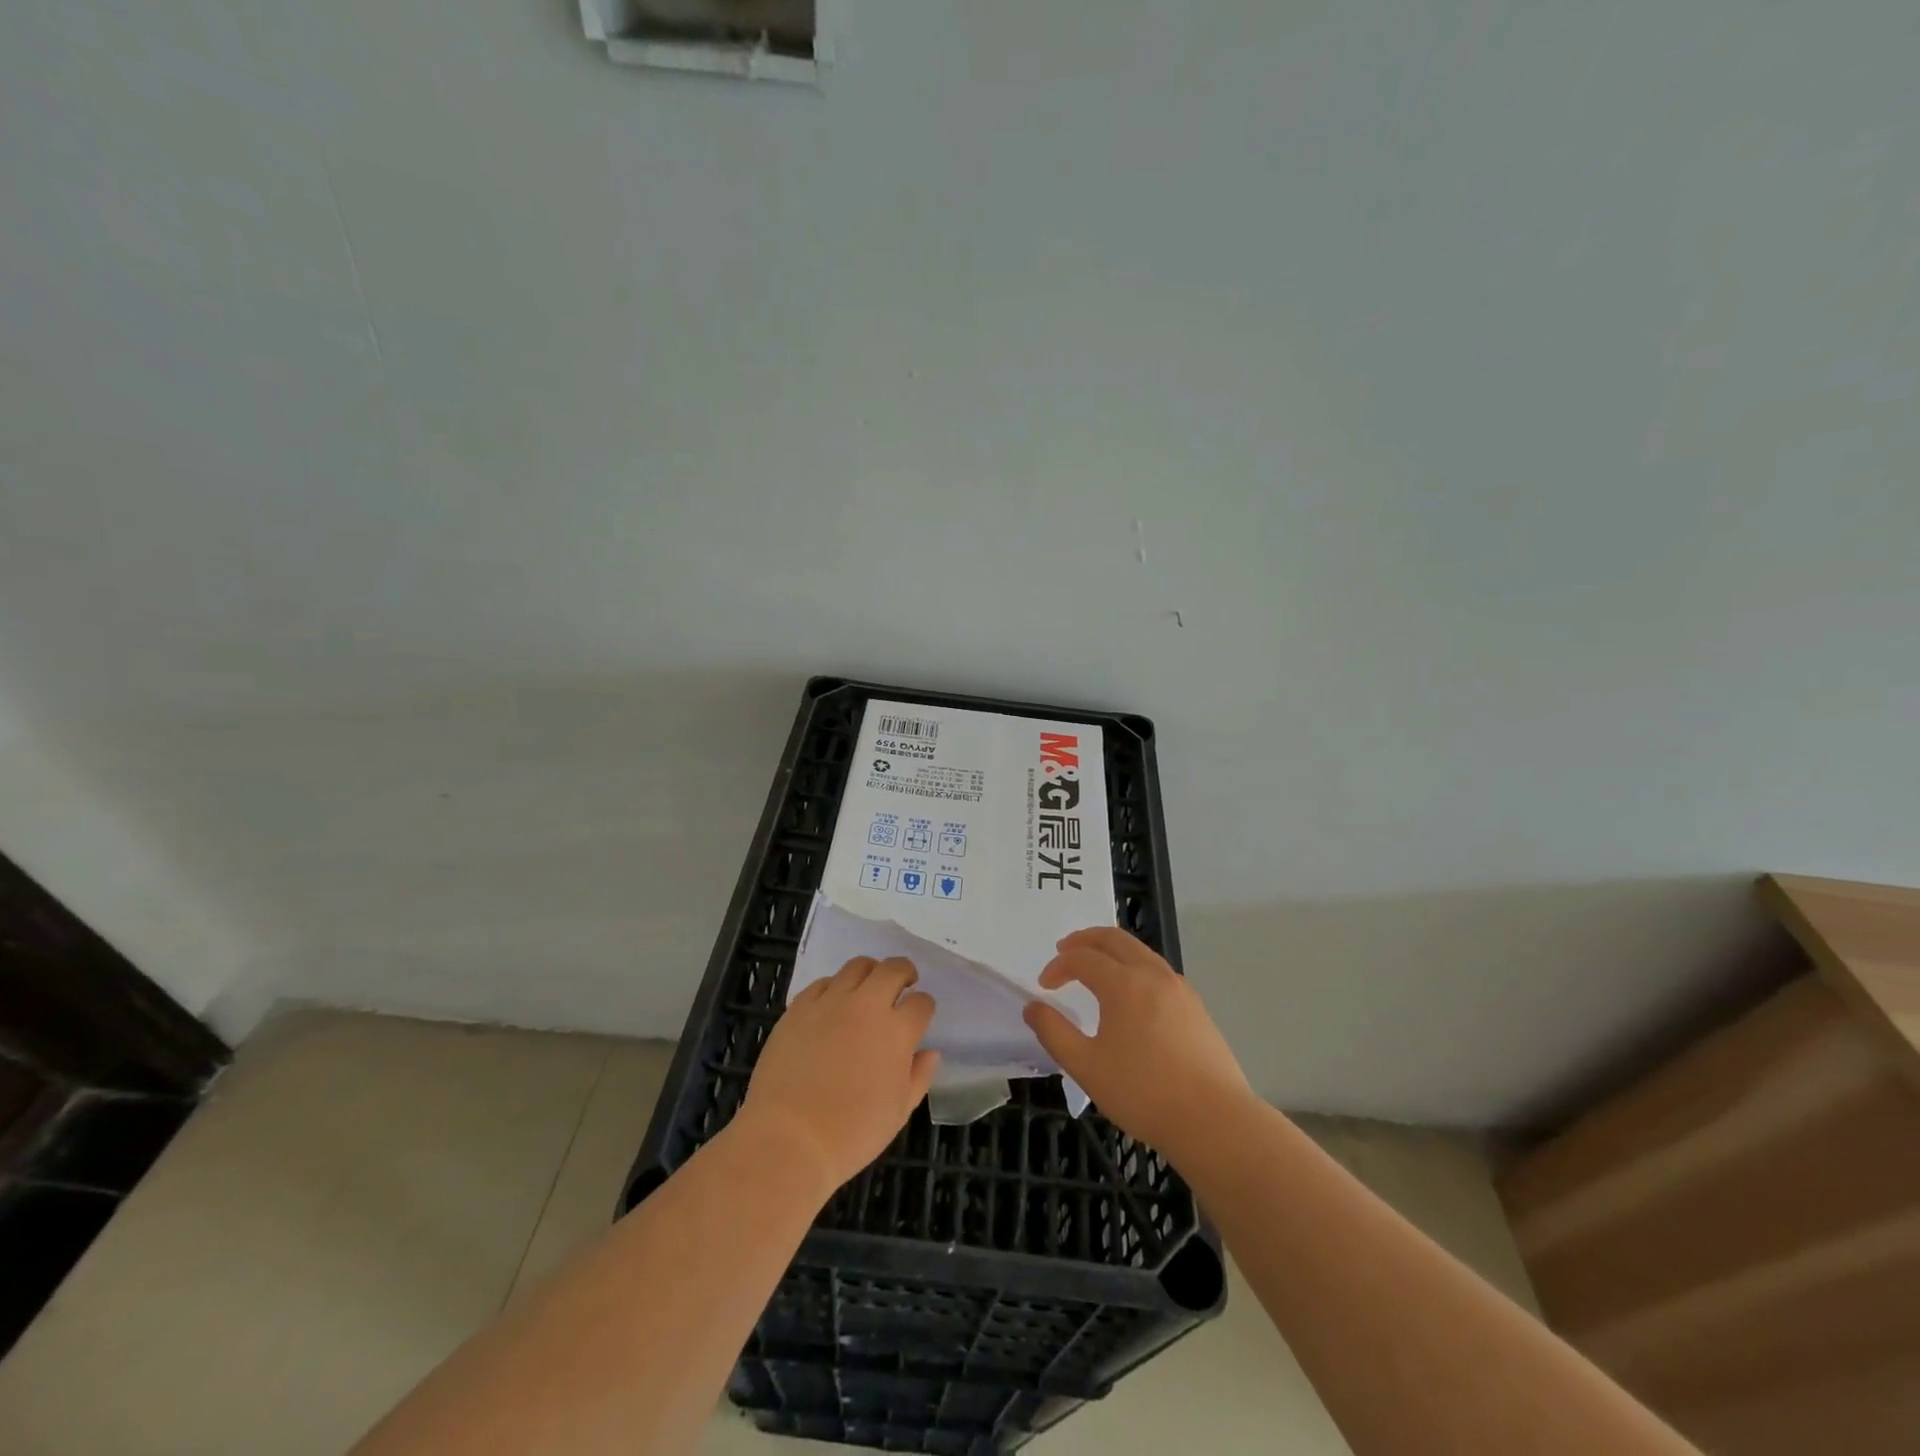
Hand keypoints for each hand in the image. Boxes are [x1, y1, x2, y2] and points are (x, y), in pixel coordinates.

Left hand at [741, 957, 939, 1195]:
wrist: (789, 1139)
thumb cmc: (851, 1134)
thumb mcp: (899, 1112)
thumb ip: (919, 1076)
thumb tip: (930, 1052)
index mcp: (896, 1032)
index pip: (922, 1002)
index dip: (924, 1007)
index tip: (920, 1015)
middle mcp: (866, 1006)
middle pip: (893, 969)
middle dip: (905, 972)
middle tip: (903, 983)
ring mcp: (830, 1002)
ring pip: (858, 966)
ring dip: (871, 972)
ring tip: (868, 987)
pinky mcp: (799, 1007)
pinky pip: (823, 982)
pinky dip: (834, 987)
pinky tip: (833, 1004)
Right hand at [1023, 927, 1253, 1155]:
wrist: (1214, 1121)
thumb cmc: (1143, 1093)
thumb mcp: (1086, 1067)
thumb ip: (1054, 1033)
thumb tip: (1033, 1007)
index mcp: (1124, 983)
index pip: (1082, 958)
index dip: (1058, 966)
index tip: (1044, 987)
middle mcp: (1152, 974)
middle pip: (1114, 939)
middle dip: (1085, 940)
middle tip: (1064, 950)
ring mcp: (1179, 988)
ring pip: (1140, 951)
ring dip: (1112, 950)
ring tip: (1096, 966)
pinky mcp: (1196, 1007)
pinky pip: (1157, 970)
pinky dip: (1134, 966)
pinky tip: (1131, 993)